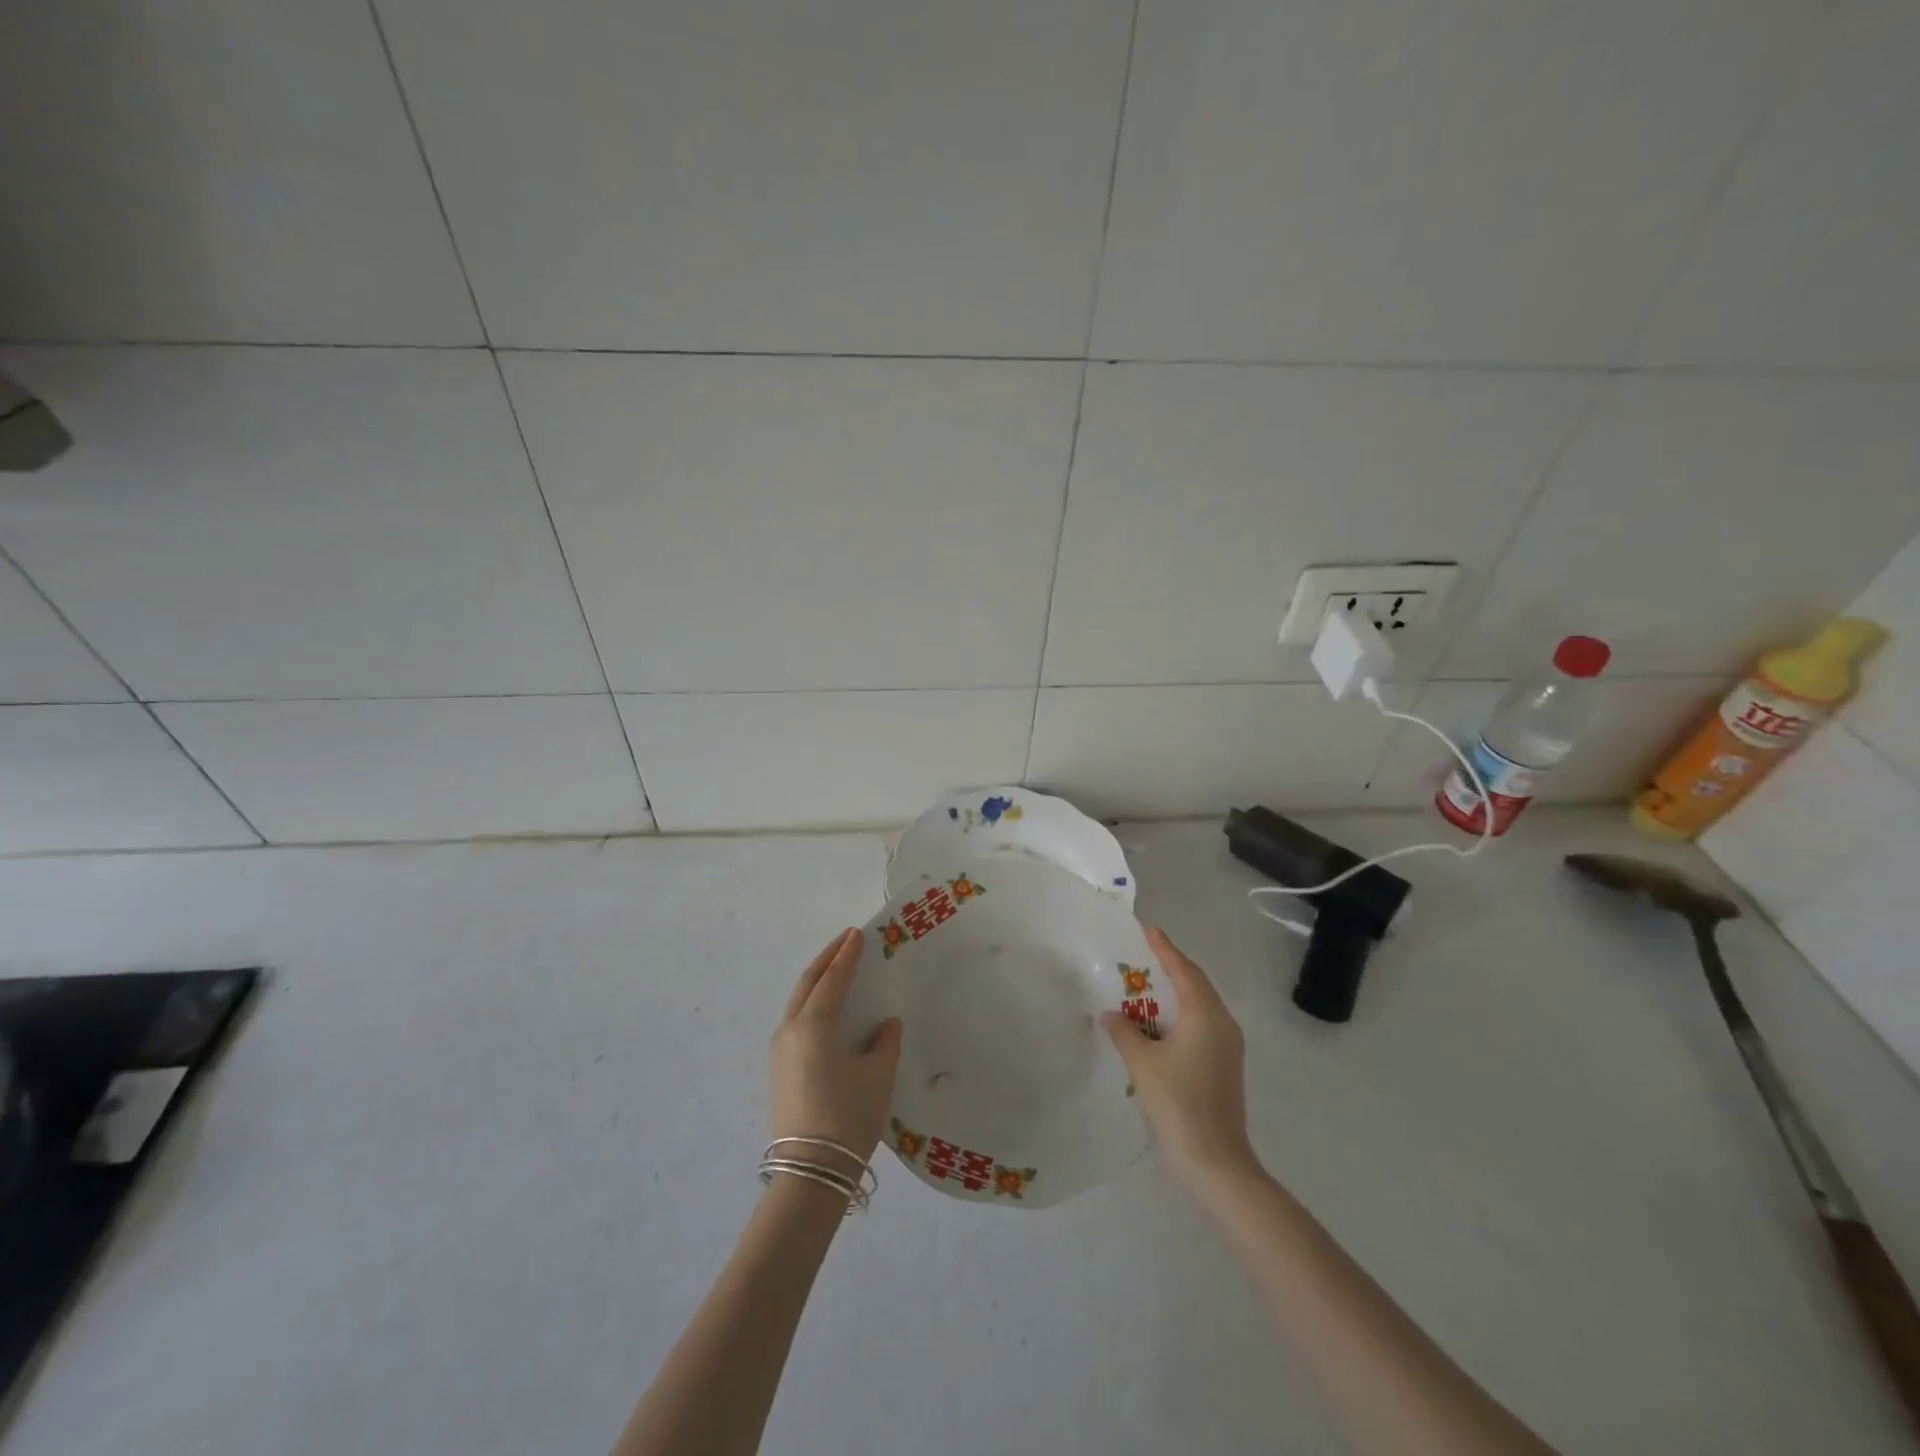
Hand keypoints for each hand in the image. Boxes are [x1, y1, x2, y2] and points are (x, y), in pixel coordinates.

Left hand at [769, 928, 902, 1168]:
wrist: (811, 1171)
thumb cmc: (848, 1116)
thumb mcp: (877, 1075)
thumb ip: (884, 1043)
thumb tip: (885, 1025)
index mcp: (814, 1024)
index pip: (833, 978)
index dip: (847, 955)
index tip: (857, 934)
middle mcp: (790, 1029)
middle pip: (808, 983)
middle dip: (827, 959)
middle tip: (846, 941)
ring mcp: (779, 1050)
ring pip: (798, 1001)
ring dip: (817, 980)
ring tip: (837, 969)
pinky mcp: (779, 1069)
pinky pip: (795, 1020)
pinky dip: (811, 1002)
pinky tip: (826, 1009)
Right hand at [1103, 927, 1256, 1186]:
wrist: (1216, 1160)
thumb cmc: (1178, 1102)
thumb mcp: (1142, 1063)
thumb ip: (1124, 1032)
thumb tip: (1111, 1014)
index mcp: (1205, 1013)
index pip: (1183, 969)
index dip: (1164, 948)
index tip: (1148, 929)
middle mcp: (1222, 1022)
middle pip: (1196, 984)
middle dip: (1171, 968)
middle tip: (1143, 956)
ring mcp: (1229, 1046)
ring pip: (1201, 1005)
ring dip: (1177, 993)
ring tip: (1148, 988)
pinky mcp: (1226, 1065)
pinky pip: (1203, 1024)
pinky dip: (1182, 1015)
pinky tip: (1161, 1026)